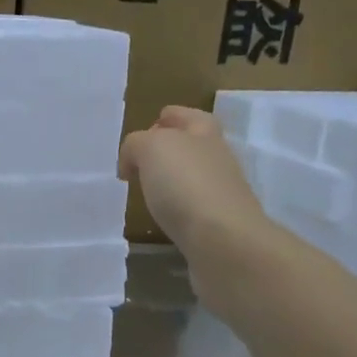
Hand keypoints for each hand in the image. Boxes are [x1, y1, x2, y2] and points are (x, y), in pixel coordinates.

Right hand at [119, 105, 273, 305]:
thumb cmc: (185, 184)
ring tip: (143, 190)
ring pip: (191, 176)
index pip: (187, 116)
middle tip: (136, 162)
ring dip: (170, 180)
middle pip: (192, 145)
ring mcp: (220, 192)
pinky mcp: (217, 223)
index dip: (167, 118)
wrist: (223, 241)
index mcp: (205, 133)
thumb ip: (136, 144)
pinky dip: (175, 207)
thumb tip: (134, 160)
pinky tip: (160, 215)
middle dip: (167, 149)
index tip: (143, 131)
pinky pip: (191, 206)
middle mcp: (217, 158)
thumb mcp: (151, 148)